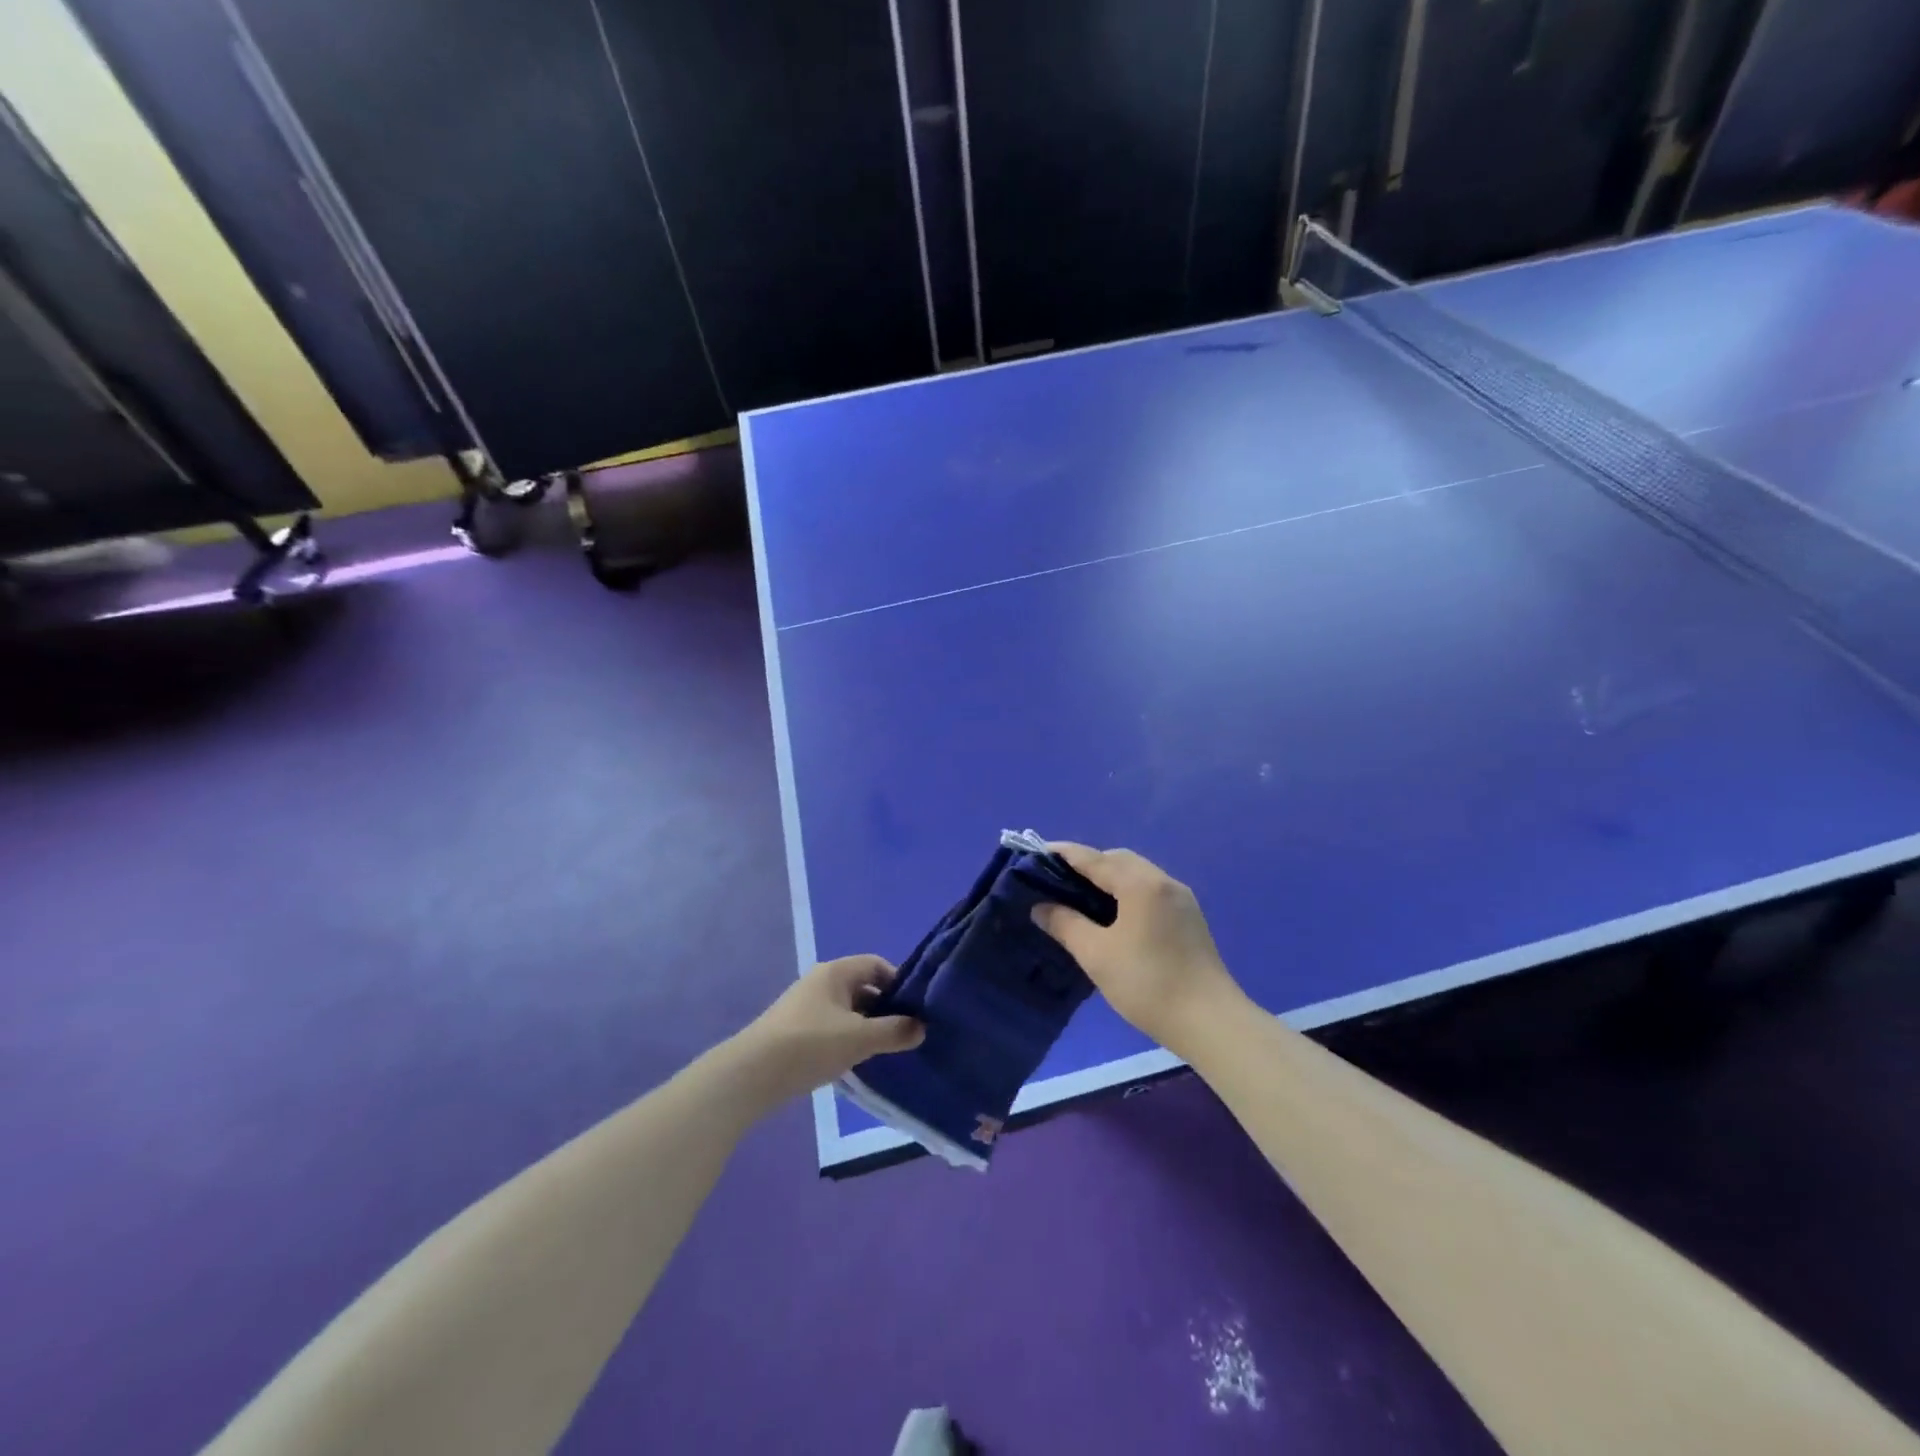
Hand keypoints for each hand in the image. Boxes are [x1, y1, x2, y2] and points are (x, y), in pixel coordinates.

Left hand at [727, 956, 924, 1108]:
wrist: (751, 1074)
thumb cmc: (810, 1045)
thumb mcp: (859, 1038)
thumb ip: (894, 1031)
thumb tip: (921, 1026)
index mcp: (836, 972)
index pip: (876, 965)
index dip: (898, 983)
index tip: (915, 1009)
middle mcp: (821, 982)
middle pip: (863, 988)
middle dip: (884, 1009)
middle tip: (905, 1033)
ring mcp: (806, 1007)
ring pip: (848, 1011)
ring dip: (866, 1027)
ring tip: (884, 1051)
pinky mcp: (796, 1031)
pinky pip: (832, 1028)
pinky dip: (847, 1040)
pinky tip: (854, 1062)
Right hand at [1031, 844, 1241, 1056]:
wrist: (1210, 1022)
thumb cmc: (1148, 984)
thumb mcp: (1096, 955)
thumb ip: (1065, 924)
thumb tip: (1041, 907)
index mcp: (1140, 884)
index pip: (1094, 859)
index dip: (1063, 854)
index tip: (1037, 852)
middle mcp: (1163, 881)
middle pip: (1118, 859)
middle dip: (1088, 864)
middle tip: (1058, 880)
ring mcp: (1181, 899)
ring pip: (1137, 874)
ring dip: (1109, 878)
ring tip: (1081, 897)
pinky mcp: (1189, 918)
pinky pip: (1150, 890)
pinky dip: (1127, 891)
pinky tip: (1114, 915)